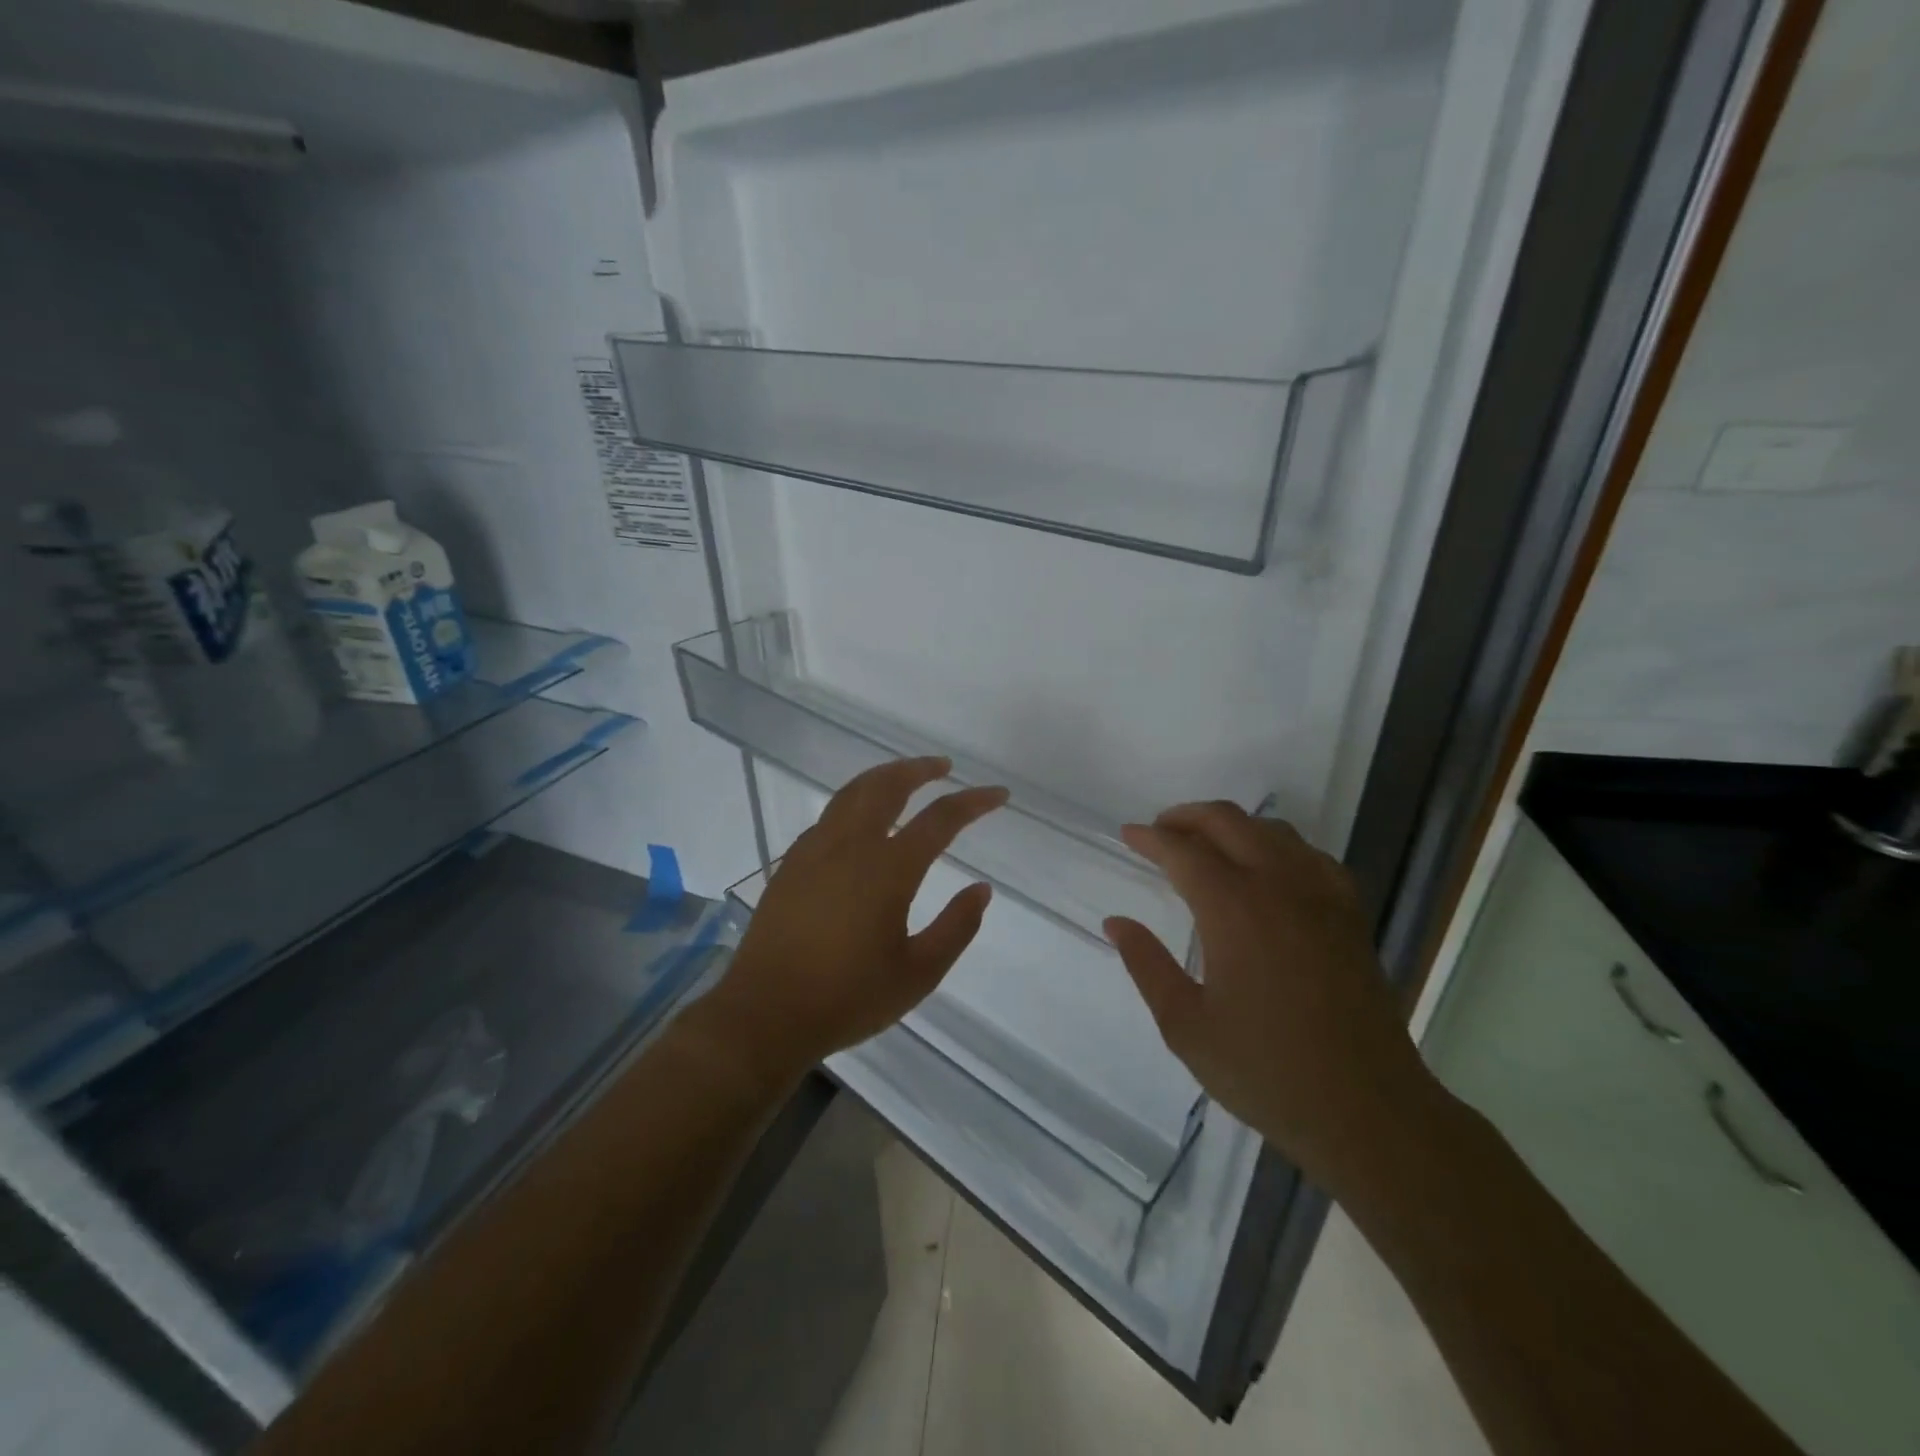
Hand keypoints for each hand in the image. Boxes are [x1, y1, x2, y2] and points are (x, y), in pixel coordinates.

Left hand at [695, 757, 1007, 1086]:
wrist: (765, 1014)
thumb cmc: (848, 998)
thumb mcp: (918, 974)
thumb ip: (956, 928)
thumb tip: (981, 890)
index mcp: (888, 870)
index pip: (940, 819)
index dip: (974, 802)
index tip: (998, 794)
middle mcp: (851, 846)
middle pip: (888, 786)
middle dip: (919, 769)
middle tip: (943, 767)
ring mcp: (815, 850)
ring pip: (853, 793)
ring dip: (884, 777)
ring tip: (904, 778)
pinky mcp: (791, 863)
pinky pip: (829, 816)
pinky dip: (854, 802)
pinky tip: (860, 819)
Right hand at [1104, 803, 1443, 1198]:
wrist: (1367, 1111)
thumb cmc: (1266, 1072)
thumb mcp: (1185, 1026)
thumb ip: (1146, 965)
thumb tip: (1117, 922)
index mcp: (1233, 909)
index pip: (1183, 851)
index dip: (1150, 838)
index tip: (1128, 835)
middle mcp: (1279, 886)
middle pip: (1228, 822)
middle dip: (1187, 817)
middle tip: (1160, 832)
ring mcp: (1321, 896)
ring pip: (1272, 830)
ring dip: (1231, 826)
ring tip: (1206, 847)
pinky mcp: (1350, 914)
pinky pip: (1310, 855)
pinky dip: (1278, 846)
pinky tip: (1268, 871)